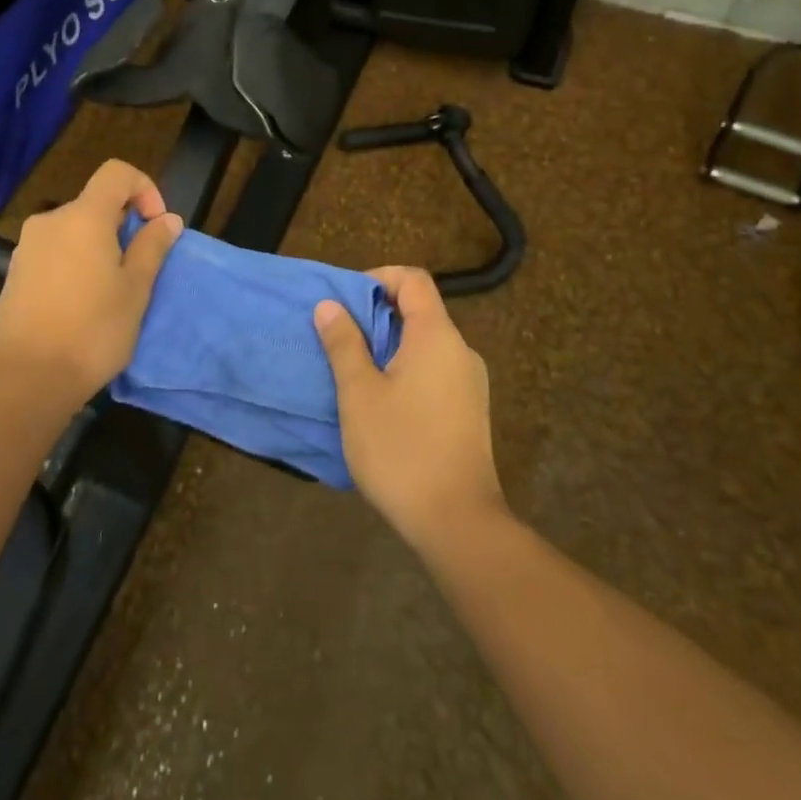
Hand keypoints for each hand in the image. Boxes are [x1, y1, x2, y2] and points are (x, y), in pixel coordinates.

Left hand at [0, 160, 182, 406]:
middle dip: (123, 225)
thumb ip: (152, 247)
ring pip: (74, 230)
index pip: (117, 173)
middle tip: (138, 269)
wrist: (26, 379)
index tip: (155, 225)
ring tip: (110, 291)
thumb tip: (167, 219)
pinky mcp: (14, 273)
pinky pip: (55, 252)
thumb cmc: (92, 330)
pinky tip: (80, 304)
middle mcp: (50, 221)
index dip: (144, 188)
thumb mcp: (136, 289)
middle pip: (95, 204)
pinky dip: (75, 263)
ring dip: (98, 247)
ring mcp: (27, 247)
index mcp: (84, 217)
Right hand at [315, 268, 506, 554]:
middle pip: (420, 311)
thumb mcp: (359, 393)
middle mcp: (460, 350)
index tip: (346, 300)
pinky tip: (381, 403)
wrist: (457, 521)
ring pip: (426, 345)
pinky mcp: (469, 411)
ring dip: (389, 347)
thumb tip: (330, 306)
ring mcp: (470, 383)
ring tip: (353, 371)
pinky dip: (406, 371)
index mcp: (436, 336)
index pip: (413, 280)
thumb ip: (344, 344)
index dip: (379, 278)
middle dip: (377, 316)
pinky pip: (435, 372)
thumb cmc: (401, 449)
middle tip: (340, 337)